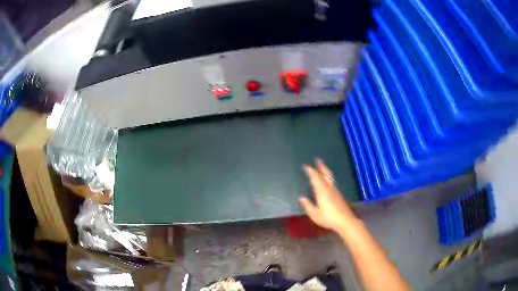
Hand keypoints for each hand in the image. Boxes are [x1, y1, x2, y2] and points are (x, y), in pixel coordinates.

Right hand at [299, 158, 358, 232]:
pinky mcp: (339, 195)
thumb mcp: (315, 214)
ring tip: (321, 169)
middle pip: (326, 174)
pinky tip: (326, 182)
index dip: (311, 171)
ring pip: (330, 178)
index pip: (316, 177)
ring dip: (325, 171)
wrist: (346, 221)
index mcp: (322, 191)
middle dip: (321, 166)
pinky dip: (327, 178)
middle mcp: (329, 188)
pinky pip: (332, 183)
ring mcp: (336, 191)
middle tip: (318, 159)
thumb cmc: (329, 218)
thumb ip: (308, 205)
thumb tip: (301, 197)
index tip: (306, 166)